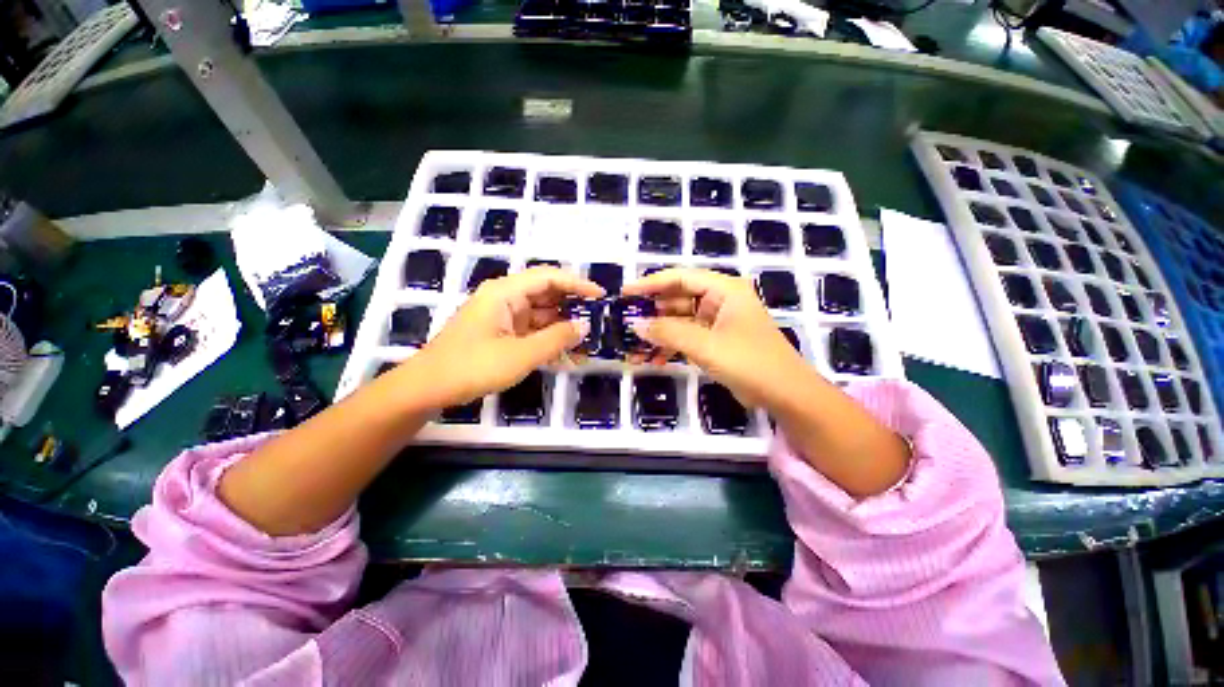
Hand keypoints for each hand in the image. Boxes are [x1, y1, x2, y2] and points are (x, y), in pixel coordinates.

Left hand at [400, 267, 603, 408]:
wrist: (428, 389)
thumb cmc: (472, 367)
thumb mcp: (520, 355)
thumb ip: (556, 339)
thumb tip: (585, 326)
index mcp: (505, 292)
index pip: (549, 277)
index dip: (577, 283)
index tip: (601, 296)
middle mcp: (505, 299)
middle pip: (547, 294)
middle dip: (573, 306)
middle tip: (599, 321)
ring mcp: (503, 317)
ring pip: (541, 315)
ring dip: (563, 327)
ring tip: (589, 340)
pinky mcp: (502, 334)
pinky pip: (532, 331)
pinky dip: (549, 340)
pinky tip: (568, 353)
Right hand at [622, 268, 816, 408]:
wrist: (786, 396)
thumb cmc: (749, 362)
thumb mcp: (705, 346)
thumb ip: (668, 332)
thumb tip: (635, 325)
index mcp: (724, 290)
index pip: (681, 277)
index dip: (651, 283)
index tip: (626, 292)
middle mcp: (721, 300)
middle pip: (678, 299)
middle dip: (652, 313)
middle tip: (626, 322)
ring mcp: (718, 322)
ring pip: (681, 321)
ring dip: (659, 333)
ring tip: (635, 346)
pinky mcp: (716, 341)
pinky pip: (688, 337)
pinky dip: (671, 347)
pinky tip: (654, 359)